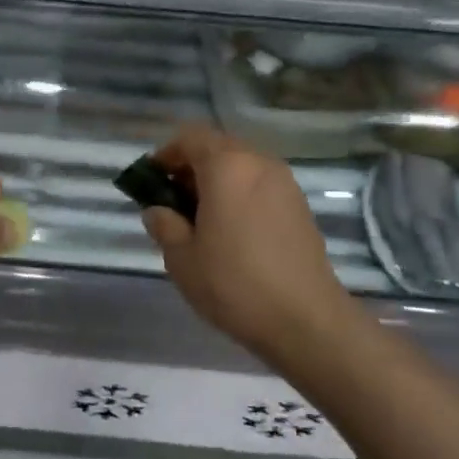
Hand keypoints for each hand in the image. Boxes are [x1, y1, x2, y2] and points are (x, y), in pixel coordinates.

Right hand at [141, 124, 345, 354]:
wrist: (306, 321)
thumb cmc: (234, 284)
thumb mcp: (182, 258)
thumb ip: (164, 225)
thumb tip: (157, 211)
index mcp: (227, 166)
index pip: (190, 137)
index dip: (166, 155)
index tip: (152, 182)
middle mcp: (259, 163)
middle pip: (217, 148)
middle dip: (191, 168)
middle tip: (174, 203)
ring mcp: (285, 183)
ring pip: (241, 166)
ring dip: (217, 182)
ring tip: (202, 220)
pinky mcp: (300, 207)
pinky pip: (260, 185)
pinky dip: (240, 195)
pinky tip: (232, 232)